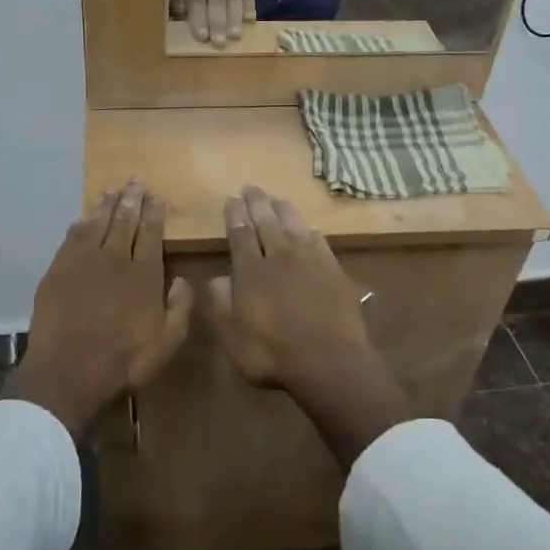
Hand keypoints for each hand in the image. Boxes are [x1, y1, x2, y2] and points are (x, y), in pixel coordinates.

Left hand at [4, 182, 193, 439]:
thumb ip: (180, 307)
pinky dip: (81, 223)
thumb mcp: (167, 342)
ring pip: (97, 223)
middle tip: (135, 182)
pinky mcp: (58, 270)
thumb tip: (184, 277)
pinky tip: (84, 216)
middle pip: (124, 221)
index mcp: (144, 274)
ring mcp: (83, 262)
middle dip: (131, 200)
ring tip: (112, 191)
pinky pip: (72, 237)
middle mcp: (115, 259)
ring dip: (106, 205)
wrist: (69, 370)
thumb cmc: (124, 360)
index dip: (154, 213)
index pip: (151, 233)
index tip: (156, 197)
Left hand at [170, 0, 255, 44]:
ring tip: (235, 37)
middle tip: (219, 44)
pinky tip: (249, 21)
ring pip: (235, 2)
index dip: (199, 20)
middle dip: (218, 26)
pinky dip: (250, 8)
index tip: (202, 37)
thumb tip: (180, 15)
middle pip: (217, 5)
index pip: (196, 2)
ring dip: (235, 21)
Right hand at [207, 186, 410, 468]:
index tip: (231, 198)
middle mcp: (280, 257)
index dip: (235, 215)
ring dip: (283, 211)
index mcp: (251, 271)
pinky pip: (320, 242)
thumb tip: (215, 277)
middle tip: (251, 187)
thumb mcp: (232, 335)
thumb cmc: (272, 353)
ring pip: (294, 227)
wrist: (329, 361)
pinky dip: (310, 231)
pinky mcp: (334, 271)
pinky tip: (308, 228)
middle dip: (257, 204)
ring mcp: (310, 262)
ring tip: (276, 198)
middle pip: (267, 223)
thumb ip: (220, 303)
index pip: (240, 234)